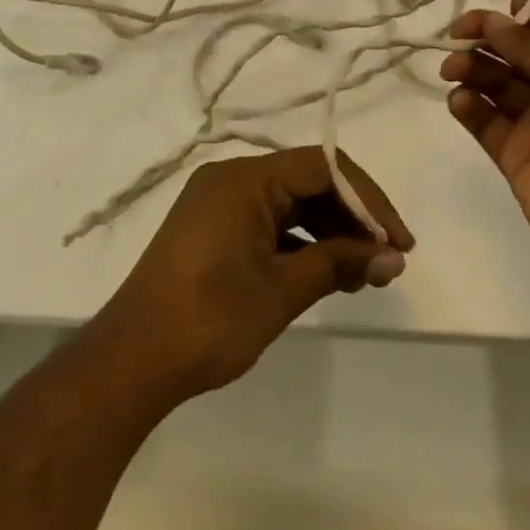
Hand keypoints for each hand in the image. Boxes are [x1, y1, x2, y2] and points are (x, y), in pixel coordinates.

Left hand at [89, 147, 414, 400]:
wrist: (130, 362)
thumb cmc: (209, 318)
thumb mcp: (281, 290)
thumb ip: (339, 263)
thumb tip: (392, 258)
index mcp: (245, 177)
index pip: (324, 167)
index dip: (368, 201)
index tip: (398, 242)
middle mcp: (231, 178)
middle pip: (308, 181)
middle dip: (352, 218)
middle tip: (387, 261)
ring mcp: (218, 203)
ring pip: (290, 203)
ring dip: (329, 232)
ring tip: (363, 274)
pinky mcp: (212, 229)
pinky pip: (268, 221)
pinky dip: (300, 242)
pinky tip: (325, 273)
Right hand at [441, 0, 529, 294]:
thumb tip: (493, 21)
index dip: (522, 14)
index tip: (494, 10)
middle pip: (517, 53)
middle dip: (487, 39)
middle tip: (457, 38)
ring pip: (496, 84)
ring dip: (472, 69)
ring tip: (452, 69)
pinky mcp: (517, 158)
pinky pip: (486, 123)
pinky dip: (468, 107)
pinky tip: (460, 101)